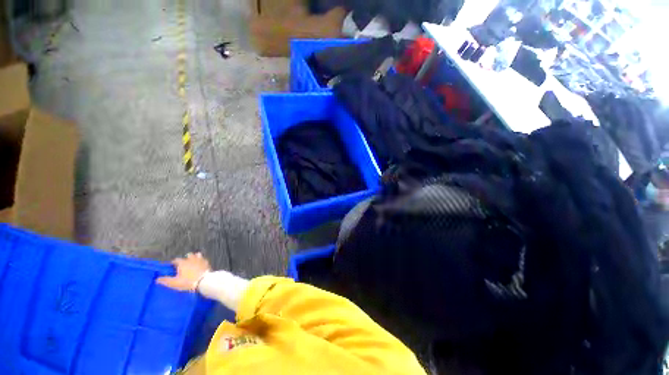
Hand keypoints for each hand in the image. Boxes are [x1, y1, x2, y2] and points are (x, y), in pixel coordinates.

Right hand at [156, 252, 211, 291]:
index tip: (172, 266)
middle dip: (185, 258)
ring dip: (194, 257)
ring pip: (197, 255)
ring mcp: (200, 260)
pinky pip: (203, 259)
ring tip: (192, 262)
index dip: (174, 263)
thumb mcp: (175, 283)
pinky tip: (200, 264)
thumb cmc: (188, 282)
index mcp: (183, 263)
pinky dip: (201, 260)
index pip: (176, 260)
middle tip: (183, 264)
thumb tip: (157, 279)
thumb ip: (166, 280)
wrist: (203, 281)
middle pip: (188, 255)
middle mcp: (191, 259)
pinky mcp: (206, 262)